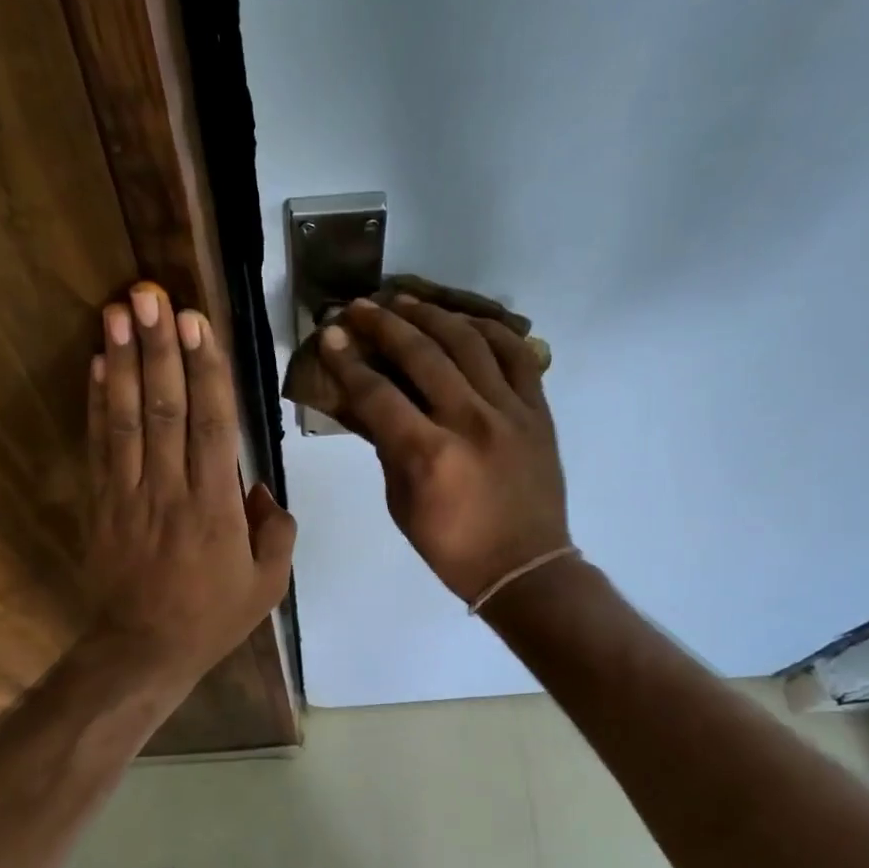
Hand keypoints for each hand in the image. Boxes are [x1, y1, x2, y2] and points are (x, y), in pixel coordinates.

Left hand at [84, 281, 295, 689]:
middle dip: (159, 348)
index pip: (211, 425)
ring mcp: (129, 494)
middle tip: (151, 295)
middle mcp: (170, 490)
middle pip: (165, 408)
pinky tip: (99, 365)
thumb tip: (262, 487)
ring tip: (119, 312)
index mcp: (215, 508)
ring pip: (128, 418)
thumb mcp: (268, 585)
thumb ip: (276, 531)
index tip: (197, 322)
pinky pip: (99, 446)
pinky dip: (97, 403)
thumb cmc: (211, 618)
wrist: (143, 651)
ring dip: (124, 361)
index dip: (205, 370)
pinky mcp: (101, 504)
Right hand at [321, 296, 569, 603]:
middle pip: (422, 354)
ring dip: (432, 315)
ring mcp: (510, 411)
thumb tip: (371, 406)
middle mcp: (470, 422)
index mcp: (429, 455)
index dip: (348, 361)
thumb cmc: (452, 547)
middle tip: (361, 306)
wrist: (525, 567)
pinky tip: (465, 320)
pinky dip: (489, 331)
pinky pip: (516, 355)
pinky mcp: (537, 411)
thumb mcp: (402, 505)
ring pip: (469, 342)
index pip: (378, 393)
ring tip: (406, 300)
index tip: (330, 335)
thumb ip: (387, 449)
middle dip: (384, 324)